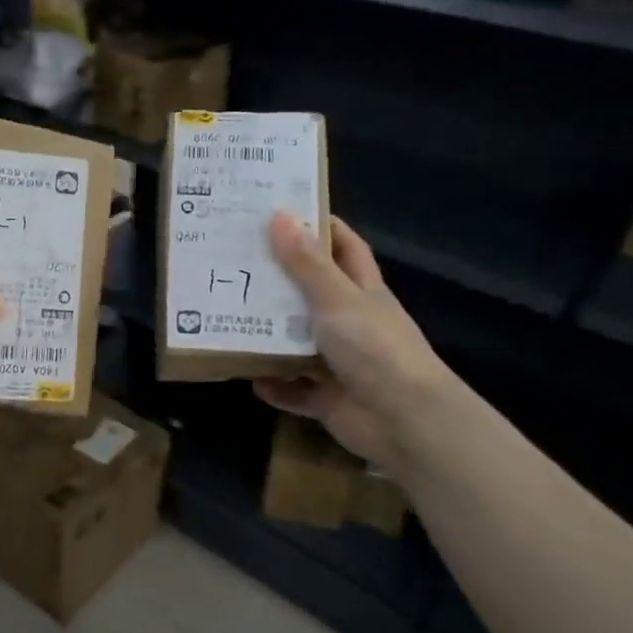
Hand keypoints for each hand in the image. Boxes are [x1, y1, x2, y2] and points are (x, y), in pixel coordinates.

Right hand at [253, 212, 451, 469]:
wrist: (404, 420)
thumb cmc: (375, 348)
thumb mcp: (336, 299)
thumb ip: (306, 264)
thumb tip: (279, 215)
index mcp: (362, 291)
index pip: (344, 248)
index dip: (320, 227)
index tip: (283, 212)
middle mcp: (351, 322)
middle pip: (312, 293)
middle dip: (278, 280)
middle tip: (236, 262)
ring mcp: (340, 362)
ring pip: (297, 342)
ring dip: (269, 335)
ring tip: (228, 317)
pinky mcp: (328, 398)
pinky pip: (293, 389)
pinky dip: (274, 385)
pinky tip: (248, 377)